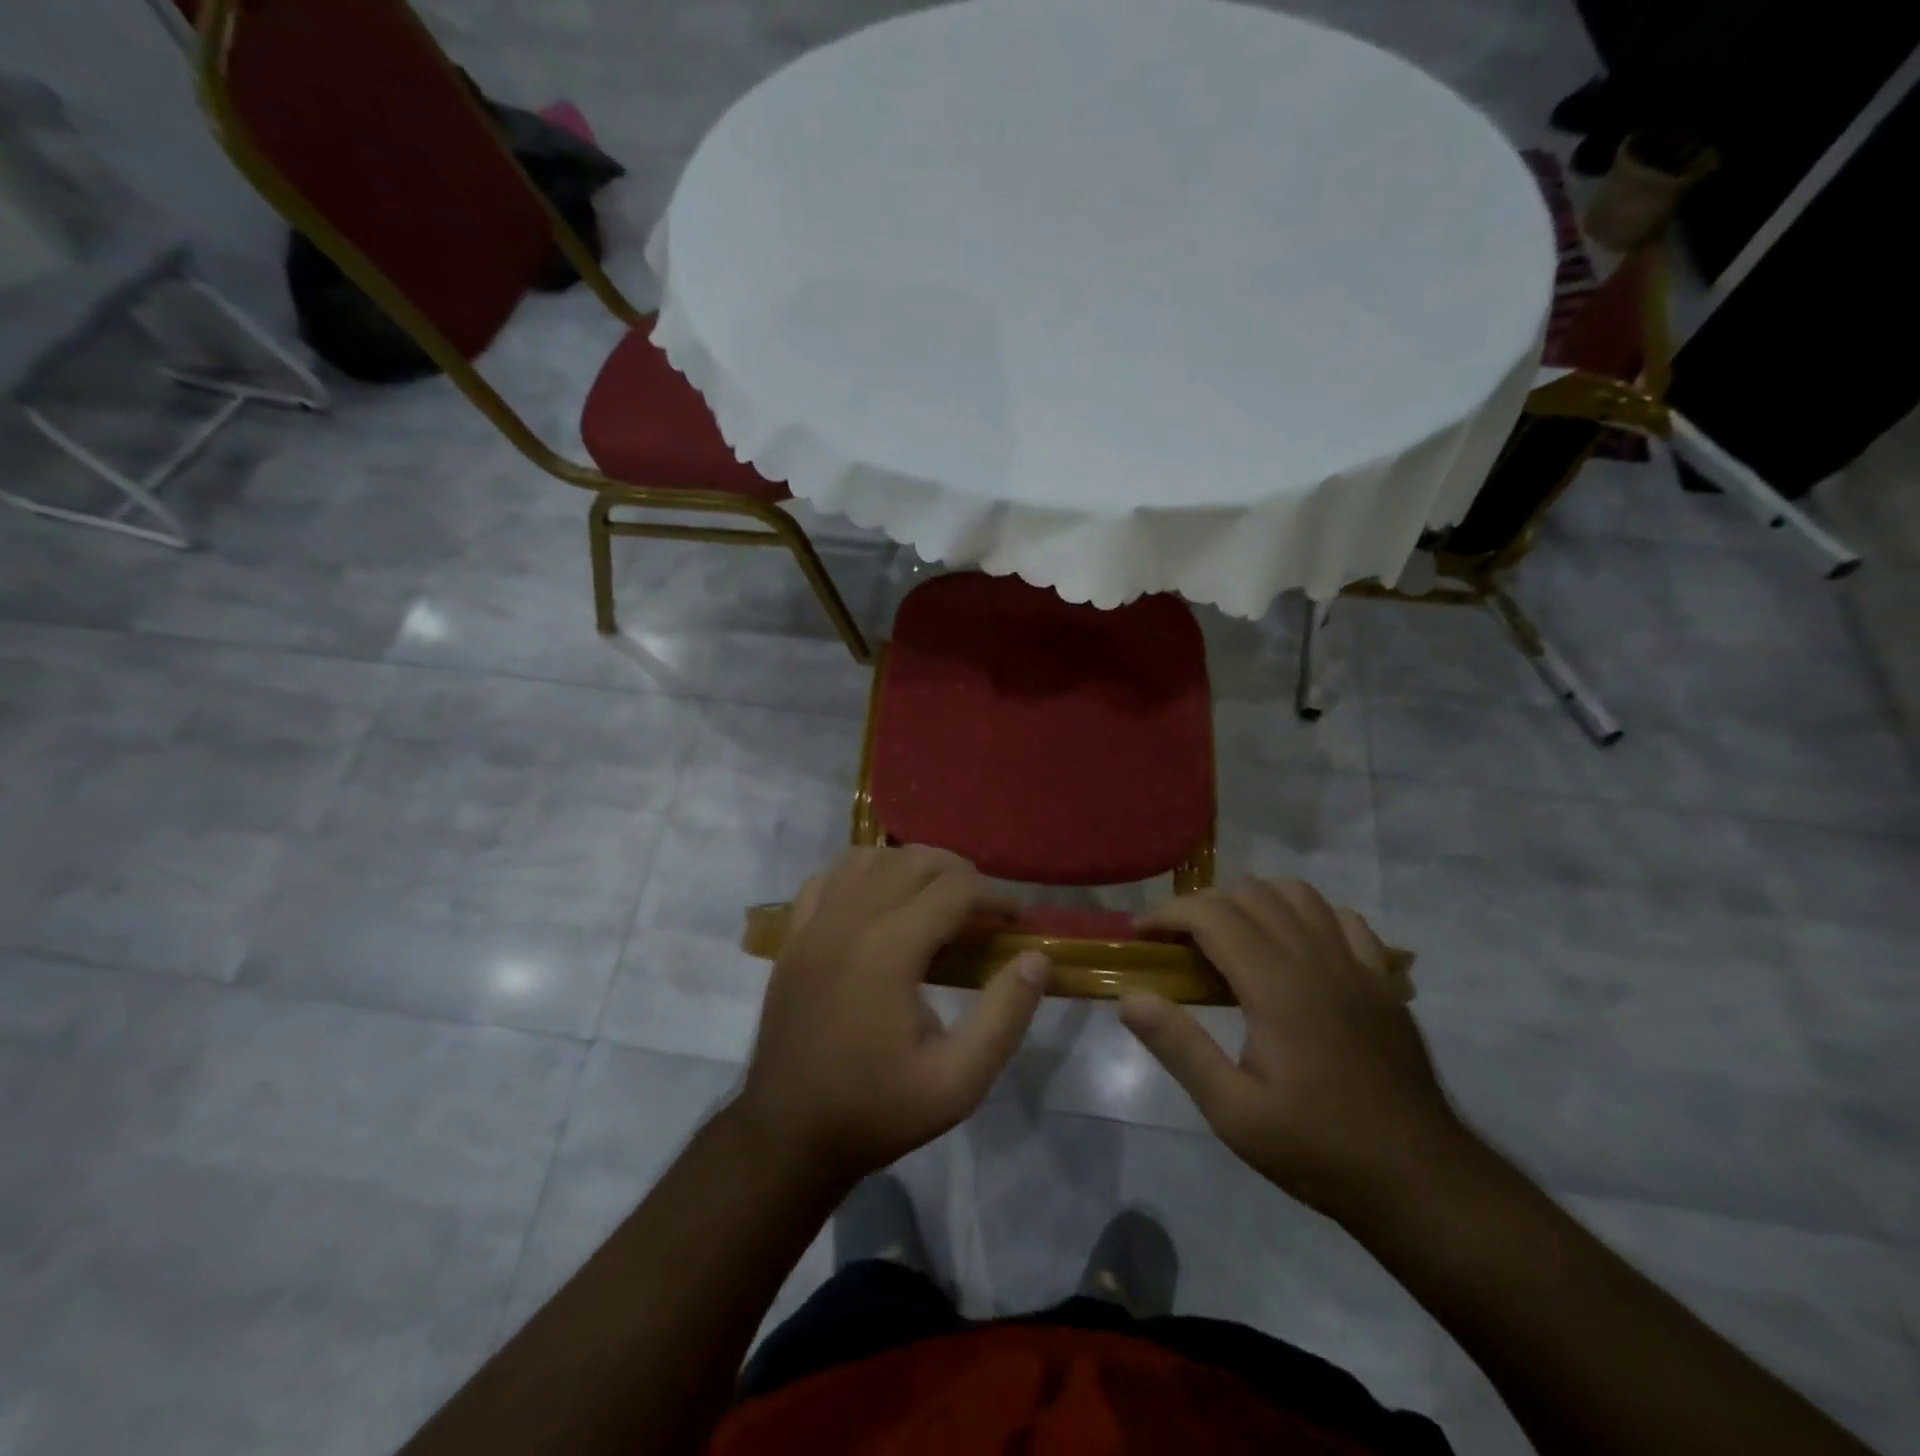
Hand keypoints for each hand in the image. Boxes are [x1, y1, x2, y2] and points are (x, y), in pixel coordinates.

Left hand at [734, 847, 1048, 1183]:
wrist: (788, 1134)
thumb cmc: (876, 1111)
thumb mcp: (958, 1082)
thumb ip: (1004, 1016)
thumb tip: (1037, 958)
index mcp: (888, 951)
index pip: (954, 889)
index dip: (996, 896)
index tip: (1018, 921)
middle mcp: (849, 920)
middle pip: (915, 861)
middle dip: (961, 874)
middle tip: (987, 911)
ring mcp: (814, 923)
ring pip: (872, 858)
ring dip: (914, 865)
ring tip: (940, 897)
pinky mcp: (793, 935)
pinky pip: (830, 874)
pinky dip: (865, 869)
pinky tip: (881, 894)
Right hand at [1120, 878, 1470, 1223]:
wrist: (1421, 1181)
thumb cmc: (1318, 1148)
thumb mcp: (1234, 1113)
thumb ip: (1180, 1047)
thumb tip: (1130, 997)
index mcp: (1276, 985)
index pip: (1211, 914)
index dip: (1168, 914)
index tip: (1141, 935)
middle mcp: (1315, 958)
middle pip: (1249, 893)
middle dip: (1203, 905)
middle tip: (1178, 944)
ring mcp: (1356, 964)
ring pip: (1296, 893)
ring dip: (1253, 901)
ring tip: (1231, 936)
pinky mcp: (1381, 979)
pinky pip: (1340, 917)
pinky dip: (1305, 915)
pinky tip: (1293, 947)